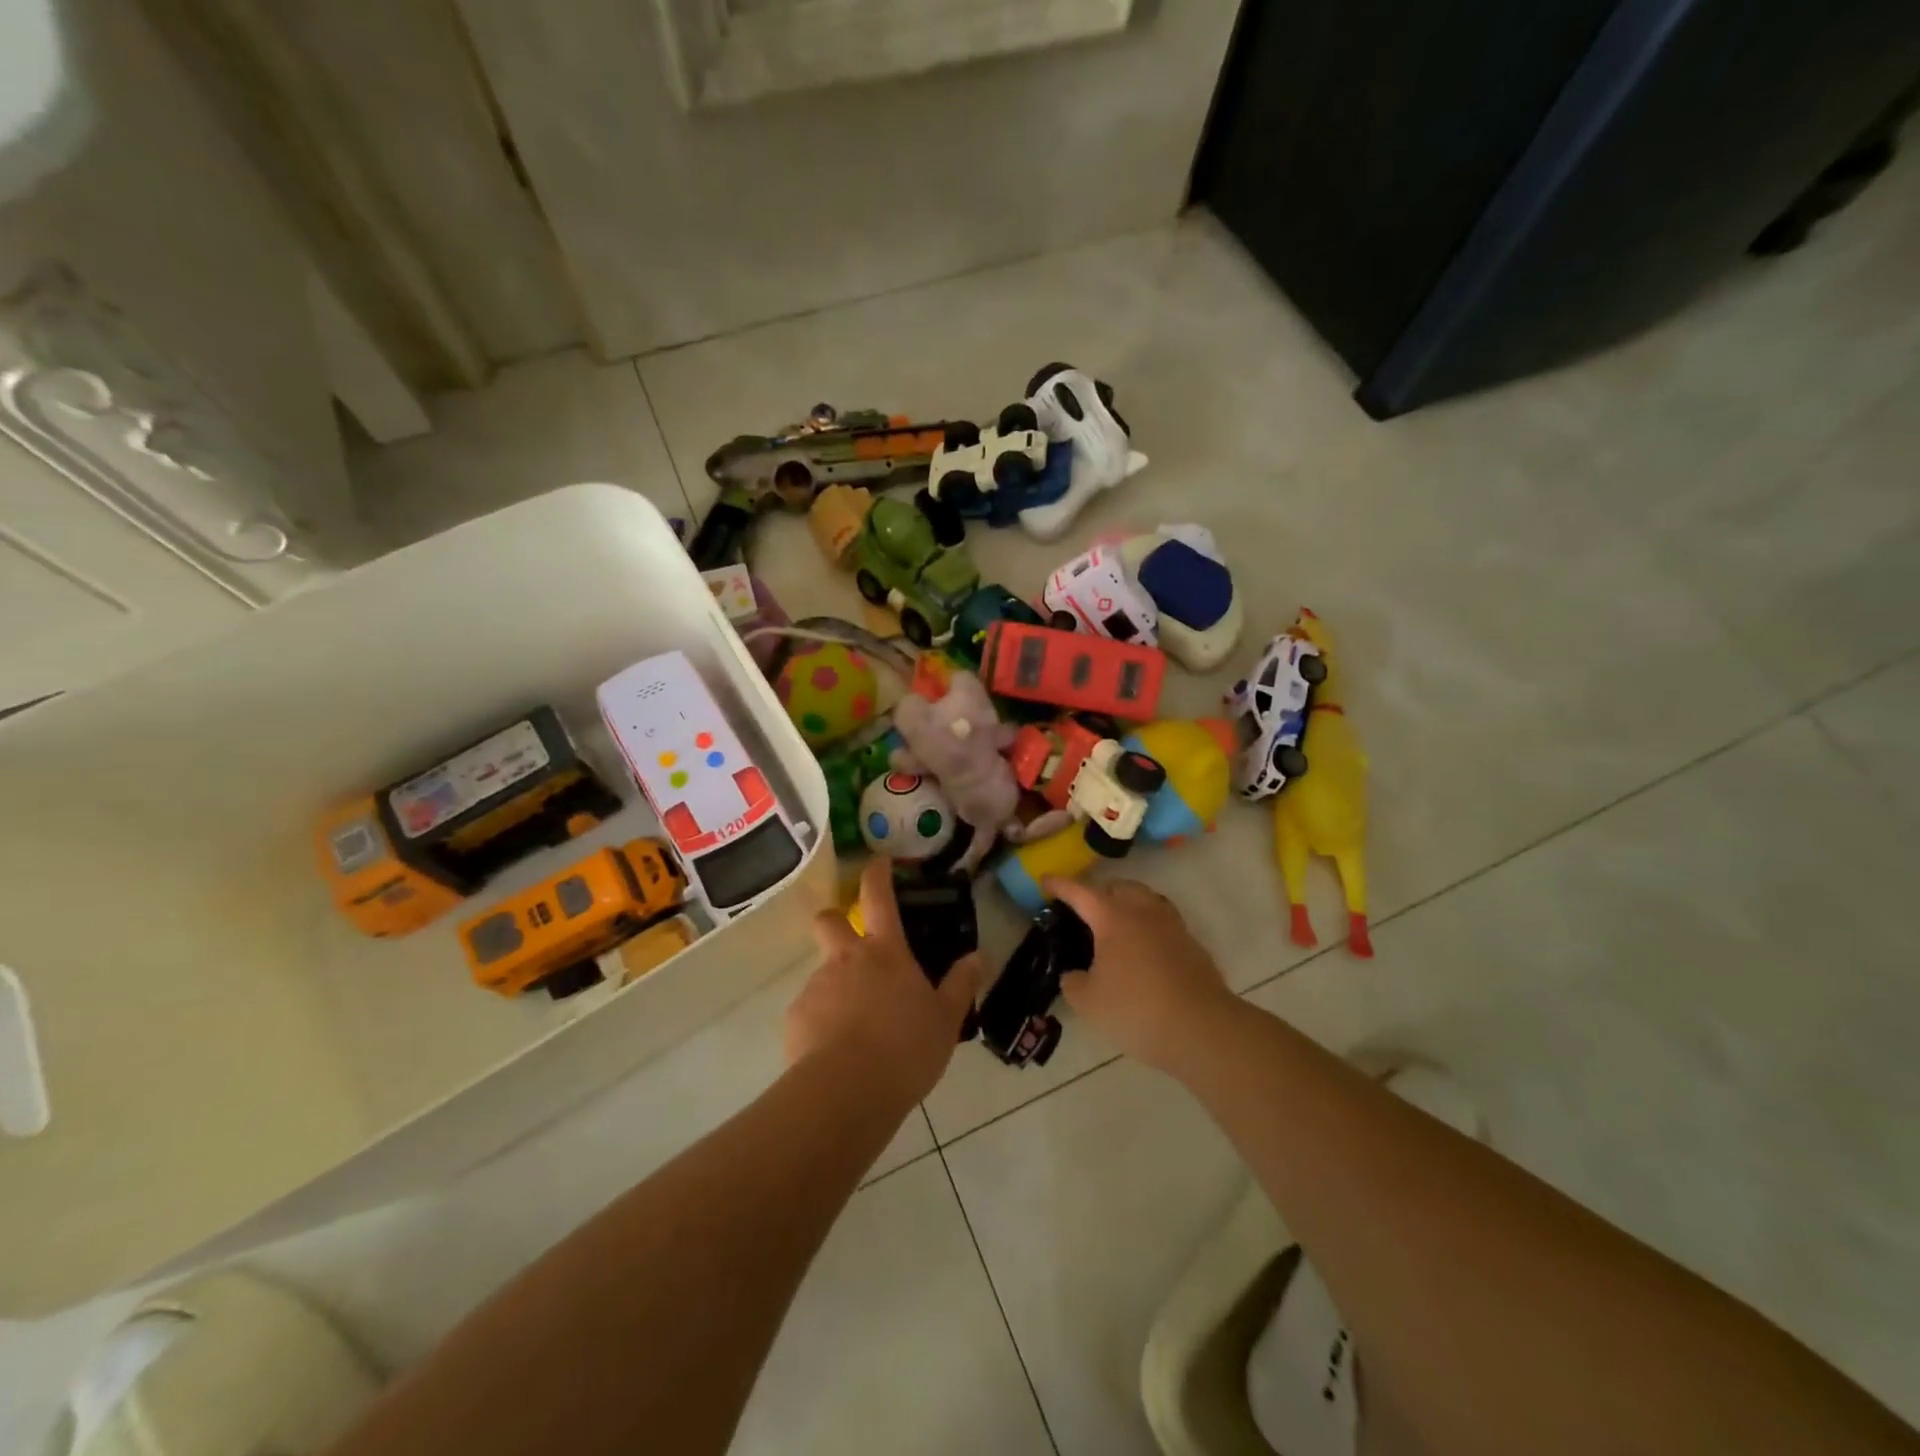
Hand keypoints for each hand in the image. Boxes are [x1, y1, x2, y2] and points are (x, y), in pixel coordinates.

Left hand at [787, 860, 981, 1105]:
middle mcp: (847, 959)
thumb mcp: (946, 1020)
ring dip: (837, 988)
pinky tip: (837, 1053)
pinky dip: (822, 1023)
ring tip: (857, 1029)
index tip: (879, 863)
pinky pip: (810, 1011)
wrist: (847, 1091)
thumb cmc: (905, 1048)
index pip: (878, 896)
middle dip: (836, 921)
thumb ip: (960, 985)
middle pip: (829, 920)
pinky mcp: (795, 1017)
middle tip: (852, 946)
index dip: (877, 873)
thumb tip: (977, 956)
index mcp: (885, 952)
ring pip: (823, 973)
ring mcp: (816, 986)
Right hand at [1044, 878, 1236, 1074]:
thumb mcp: (1088, 1002)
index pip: (1080, 892)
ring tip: (1115, 927)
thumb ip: (1073, 982)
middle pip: (1119, 887)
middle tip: (1084, 911)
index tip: (1045, 880)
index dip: (1060, 885)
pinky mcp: (1192, 945)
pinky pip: (1163, 924)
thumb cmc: (1136, 1009)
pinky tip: (1142, 953)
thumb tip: (1075, 975)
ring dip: (1128, 905)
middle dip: (1099, 892)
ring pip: (1146, 900)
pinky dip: (1148, 928)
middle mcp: (1143, 911)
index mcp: (1112, 917)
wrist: (1202, 1028)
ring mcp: (1172, 926)